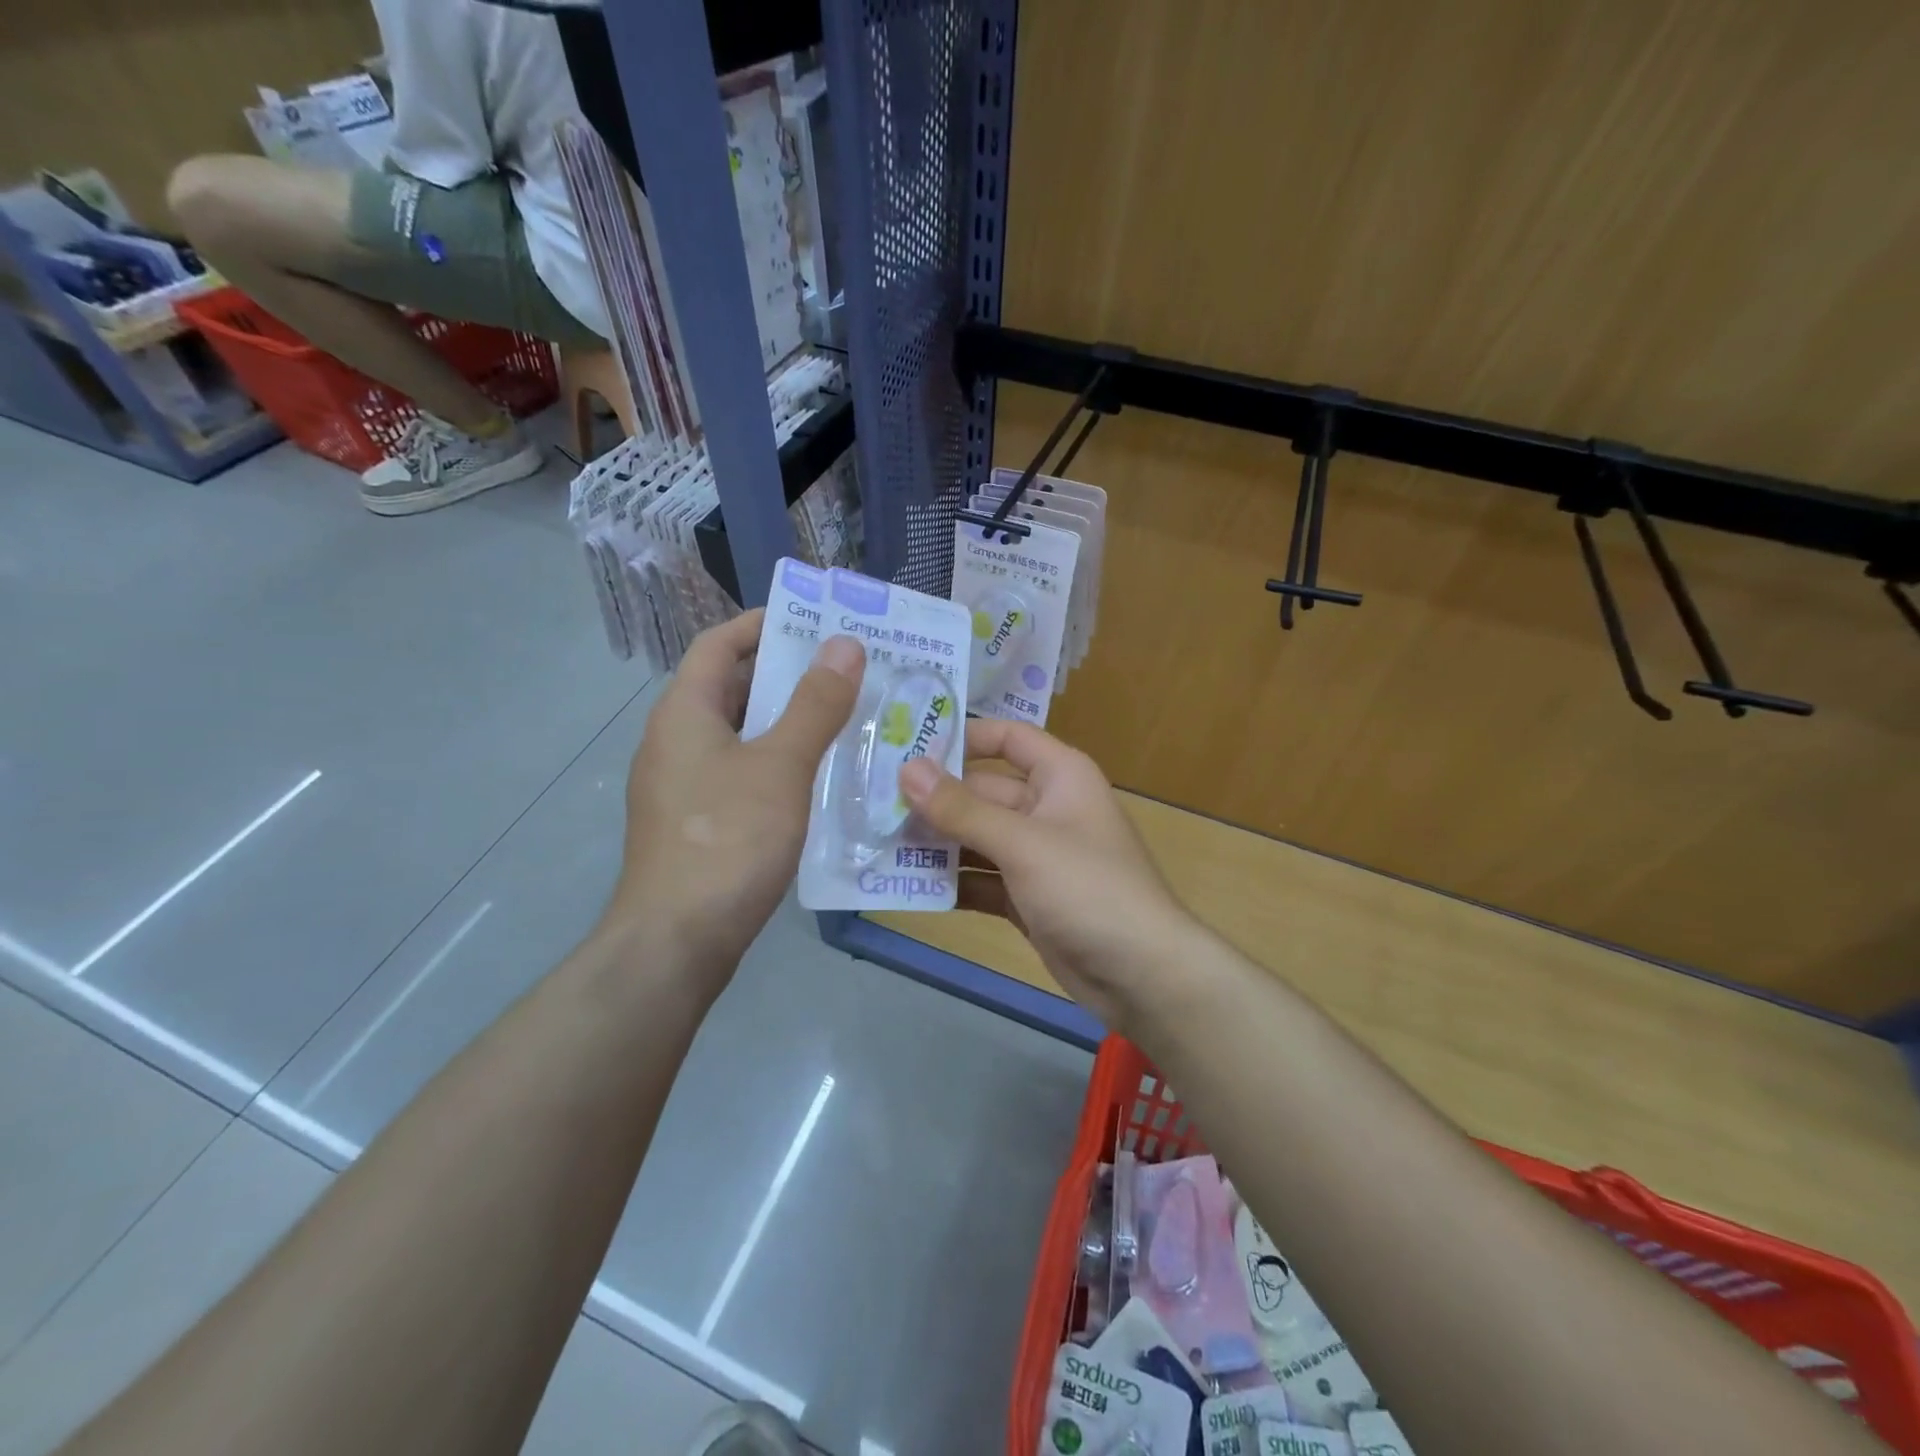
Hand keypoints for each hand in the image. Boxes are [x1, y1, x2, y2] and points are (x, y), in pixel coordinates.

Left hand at [607, 611, 864, 975]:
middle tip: (848, 671)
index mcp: (685, 712)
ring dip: (789, 722)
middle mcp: (676, 741)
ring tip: (847, 718)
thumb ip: (815, 704)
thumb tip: (844, 644)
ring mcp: (684, 785)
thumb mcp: (781, 765)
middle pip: (732, 688)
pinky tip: (821, 778)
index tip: (815, 620)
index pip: (718, 644)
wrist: (676, 942)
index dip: (762, 625)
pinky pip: (742, 773)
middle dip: (788, 674)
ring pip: (742, 735)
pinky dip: (780, 763)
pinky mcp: (698, 823)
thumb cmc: (728, 840)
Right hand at [898, 719, 1193, 1025]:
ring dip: (936, 843)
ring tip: (877, 842)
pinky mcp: (1028, 898)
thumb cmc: (1088, 889)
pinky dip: (953, 882)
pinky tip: (908, 886)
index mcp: (1060, 776)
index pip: (1007, 738)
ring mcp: (1037, 856)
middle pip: (982, 792)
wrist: (1142, 976)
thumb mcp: (1022, 843)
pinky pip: (983, 879)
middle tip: (872, 802)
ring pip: (977, 838)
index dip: (962, 737)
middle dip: (934, 799)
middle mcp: (1047, 807)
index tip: (906, 744)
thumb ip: (962, 809)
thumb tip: (908, 769)